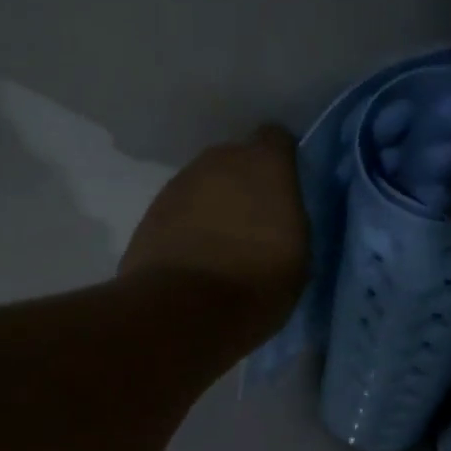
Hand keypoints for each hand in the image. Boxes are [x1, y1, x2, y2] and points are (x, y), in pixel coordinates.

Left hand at [120, 126, 308, 346]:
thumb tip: (282, 217)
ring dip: (213, 206)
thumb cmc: (258, 283)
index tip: (285, 190)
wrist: (185, 311)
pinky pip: (179, 211)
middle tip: (254, 224)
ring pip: (204, 185)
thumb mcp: (299, 256)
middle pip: (235, 161)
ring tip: (222, 246)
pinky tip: (194, 259)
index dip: (281, 162)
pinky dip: (187, 227)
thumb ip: (290, 221)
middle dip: (244, 185)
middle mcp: (219, 160)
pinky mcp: (151, 212)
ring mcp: (179, 184)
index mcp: (264, 164)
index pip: (276, 140)